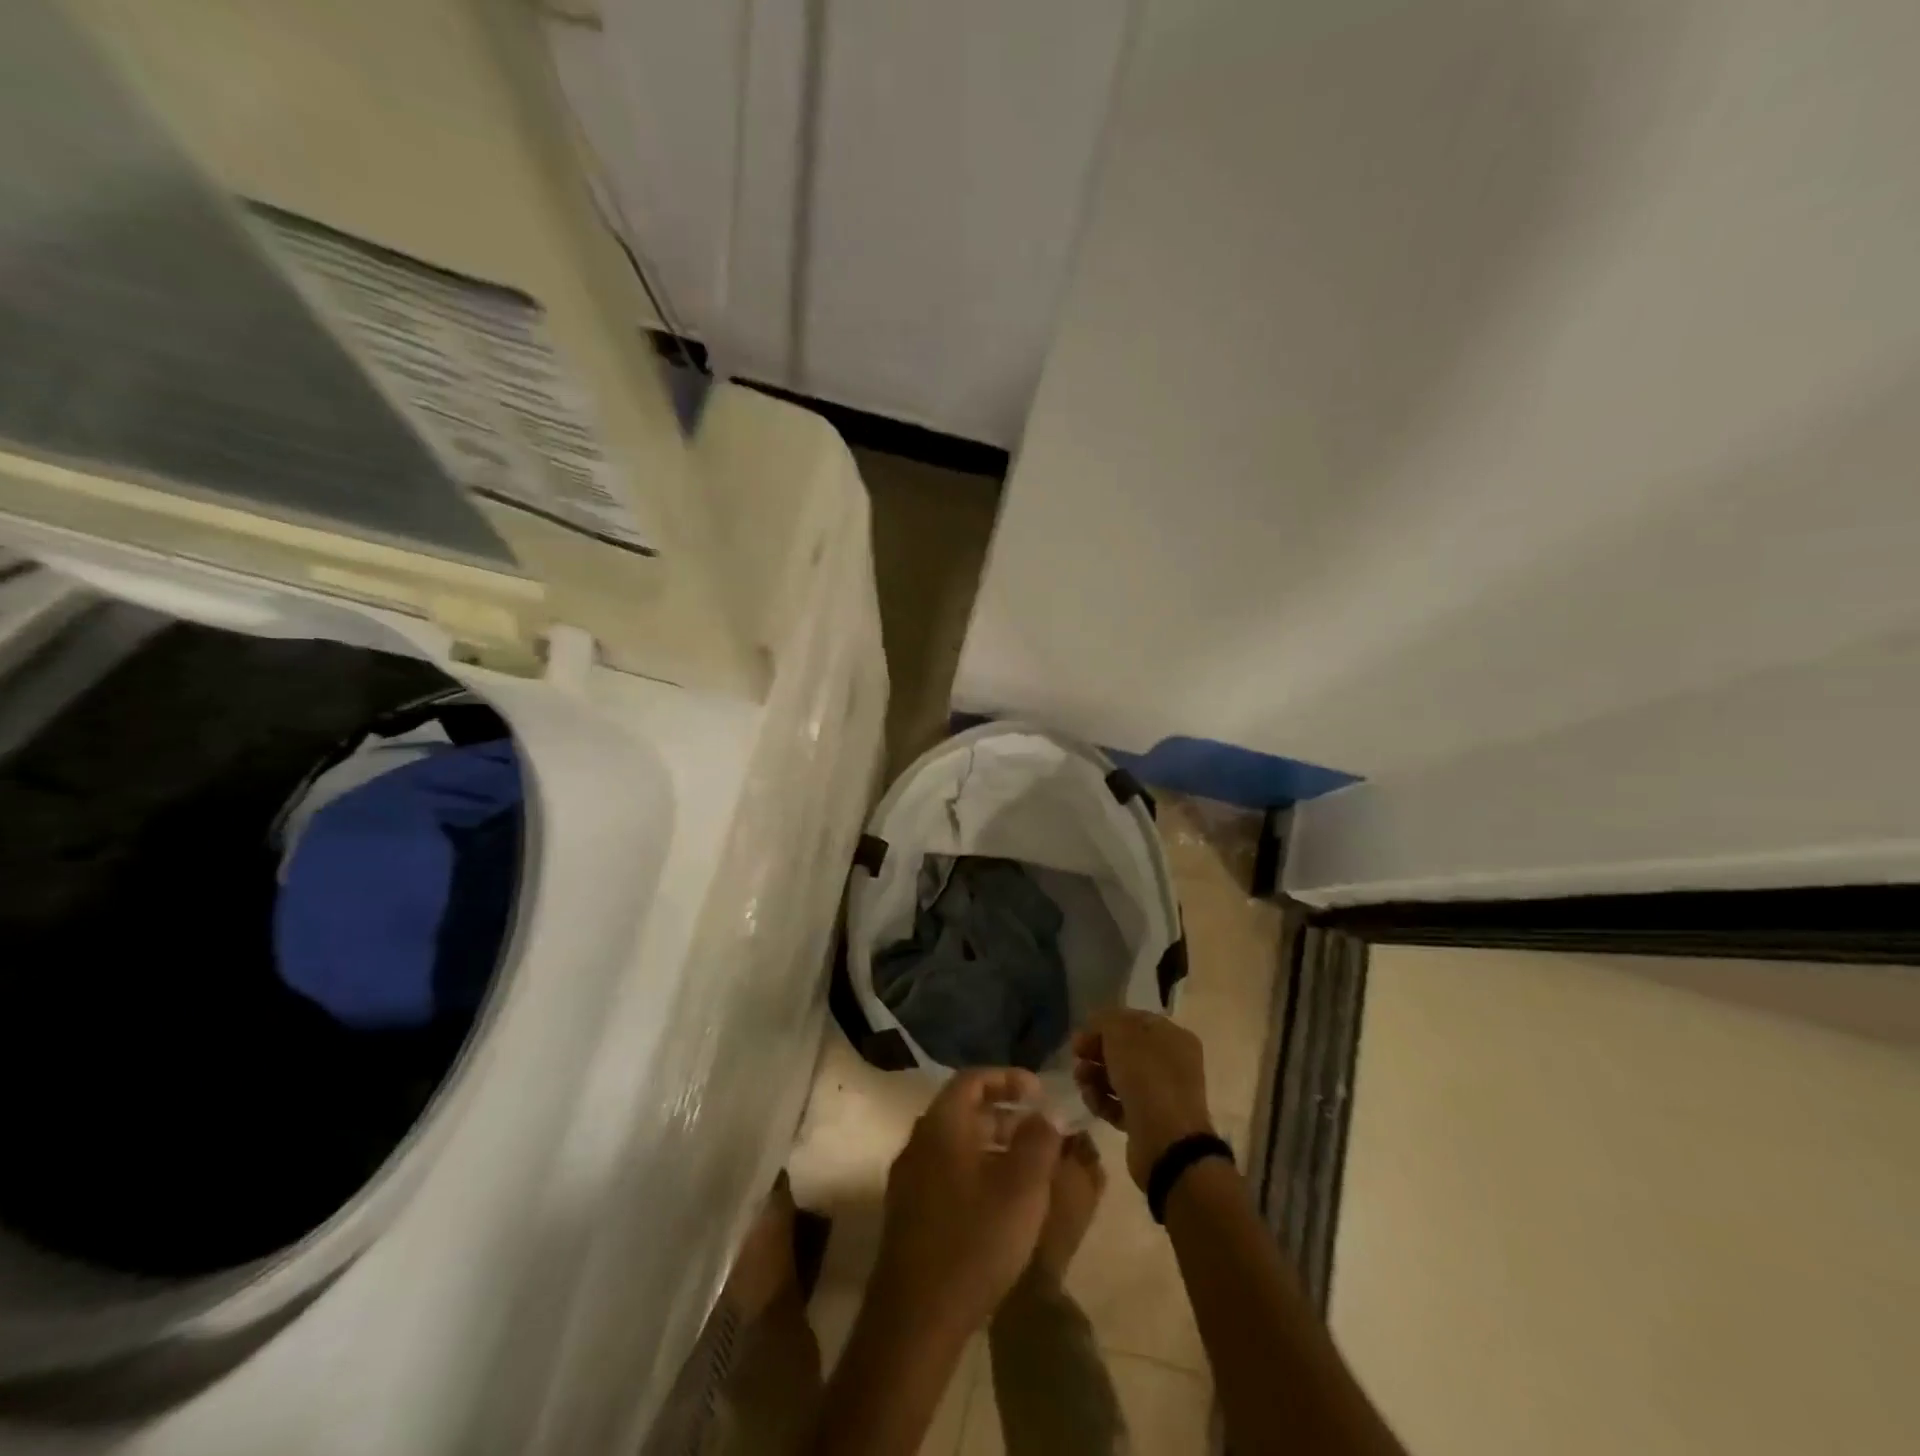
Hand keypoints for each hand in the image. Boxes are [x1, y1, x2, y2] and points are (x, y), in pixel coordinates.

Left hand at [872, 1068, 1063, 1334]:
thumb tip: (1048, 1113)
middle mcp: (918, 1142)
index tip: (1040, 1091)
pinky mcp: (908, 1214)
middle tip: (1041, 1131)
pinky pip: (947, 1173)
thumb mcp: (1022, 1188)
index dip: (1008, 1078)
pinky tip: (1001, 1204)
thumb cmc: (974, 1240)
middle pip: (963, 1112)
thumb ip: (1040, 1141)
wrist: (915, 1319)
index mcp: (941, 1125)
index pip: (972, 1080)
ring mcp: (909, 1180)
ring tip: (1029, 1168)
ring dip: (993, 1146)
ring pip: (956, 1145)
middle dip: (1005, 1115)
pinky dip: (976, 1172)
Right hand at [1072, 1008, 1215, 1190]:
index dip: (1105, 1024)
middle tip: (1076, 1056)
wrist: (1166, 1143)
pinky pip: (1121, 1105)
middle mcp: (1172, 1064)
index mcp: (1173, 1038)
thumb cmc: (1147, 1078)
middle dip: (1097, 1051)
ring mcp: (1162, 1095)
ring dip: (1096, 1076)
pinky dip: (1103, 1101)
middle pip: (1126, 1050)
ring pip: (1121, 1078)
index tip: (1081, 1033)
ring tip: (1080, 1081)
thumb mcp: (1121, 1035)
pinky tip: (1090, 1100)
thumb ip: (1106, 1022)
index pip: (1134, 1021)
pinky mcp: (1149, 1123)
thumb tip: (1098, 1026)